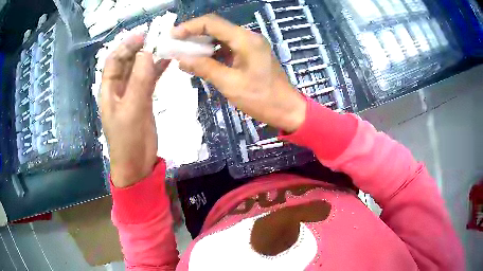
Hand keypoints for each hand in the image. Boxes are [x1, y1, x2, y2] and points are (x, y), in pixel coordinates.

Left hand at [100, 34, 169, 187]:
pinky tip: (167, 62)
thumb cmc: (127, 139)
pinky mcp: (144, 101)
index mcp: (109, 90)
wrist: (136, 164)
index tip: (142, 36)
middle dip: (139, 49)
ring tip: (164, 46)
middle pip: (127, 63)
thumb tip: (147, 53)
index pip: (113, 61)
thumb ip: (139, 81)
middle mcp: (119, 89)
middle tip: (156, 37)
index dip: (125, 47)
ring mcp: (132, 94)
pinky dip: (157, 70)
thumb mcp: (131, 109)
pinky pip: (150, 80)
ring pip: (140, 70)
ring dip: (150, 58)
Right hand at [172, 14, 305, 132]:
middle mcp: (248, 37)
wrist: (287, 109)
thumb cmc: (261, 99)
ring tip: (183, 53)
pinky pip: (227, 47)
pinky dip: (212, 52)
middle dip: (193, 34)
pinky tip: (200, 60)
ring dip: (201, 43)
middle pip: (216, 27)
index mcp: (245, 39)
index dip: (189, 27)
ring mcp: (250, 45)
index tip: (172, 36)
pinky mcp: (250, 54)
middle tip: (175, 45)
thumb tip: (180, 59)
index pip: (212, 23)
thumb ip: (204, 68)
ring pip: (220, 37)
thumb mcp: (230, 84)